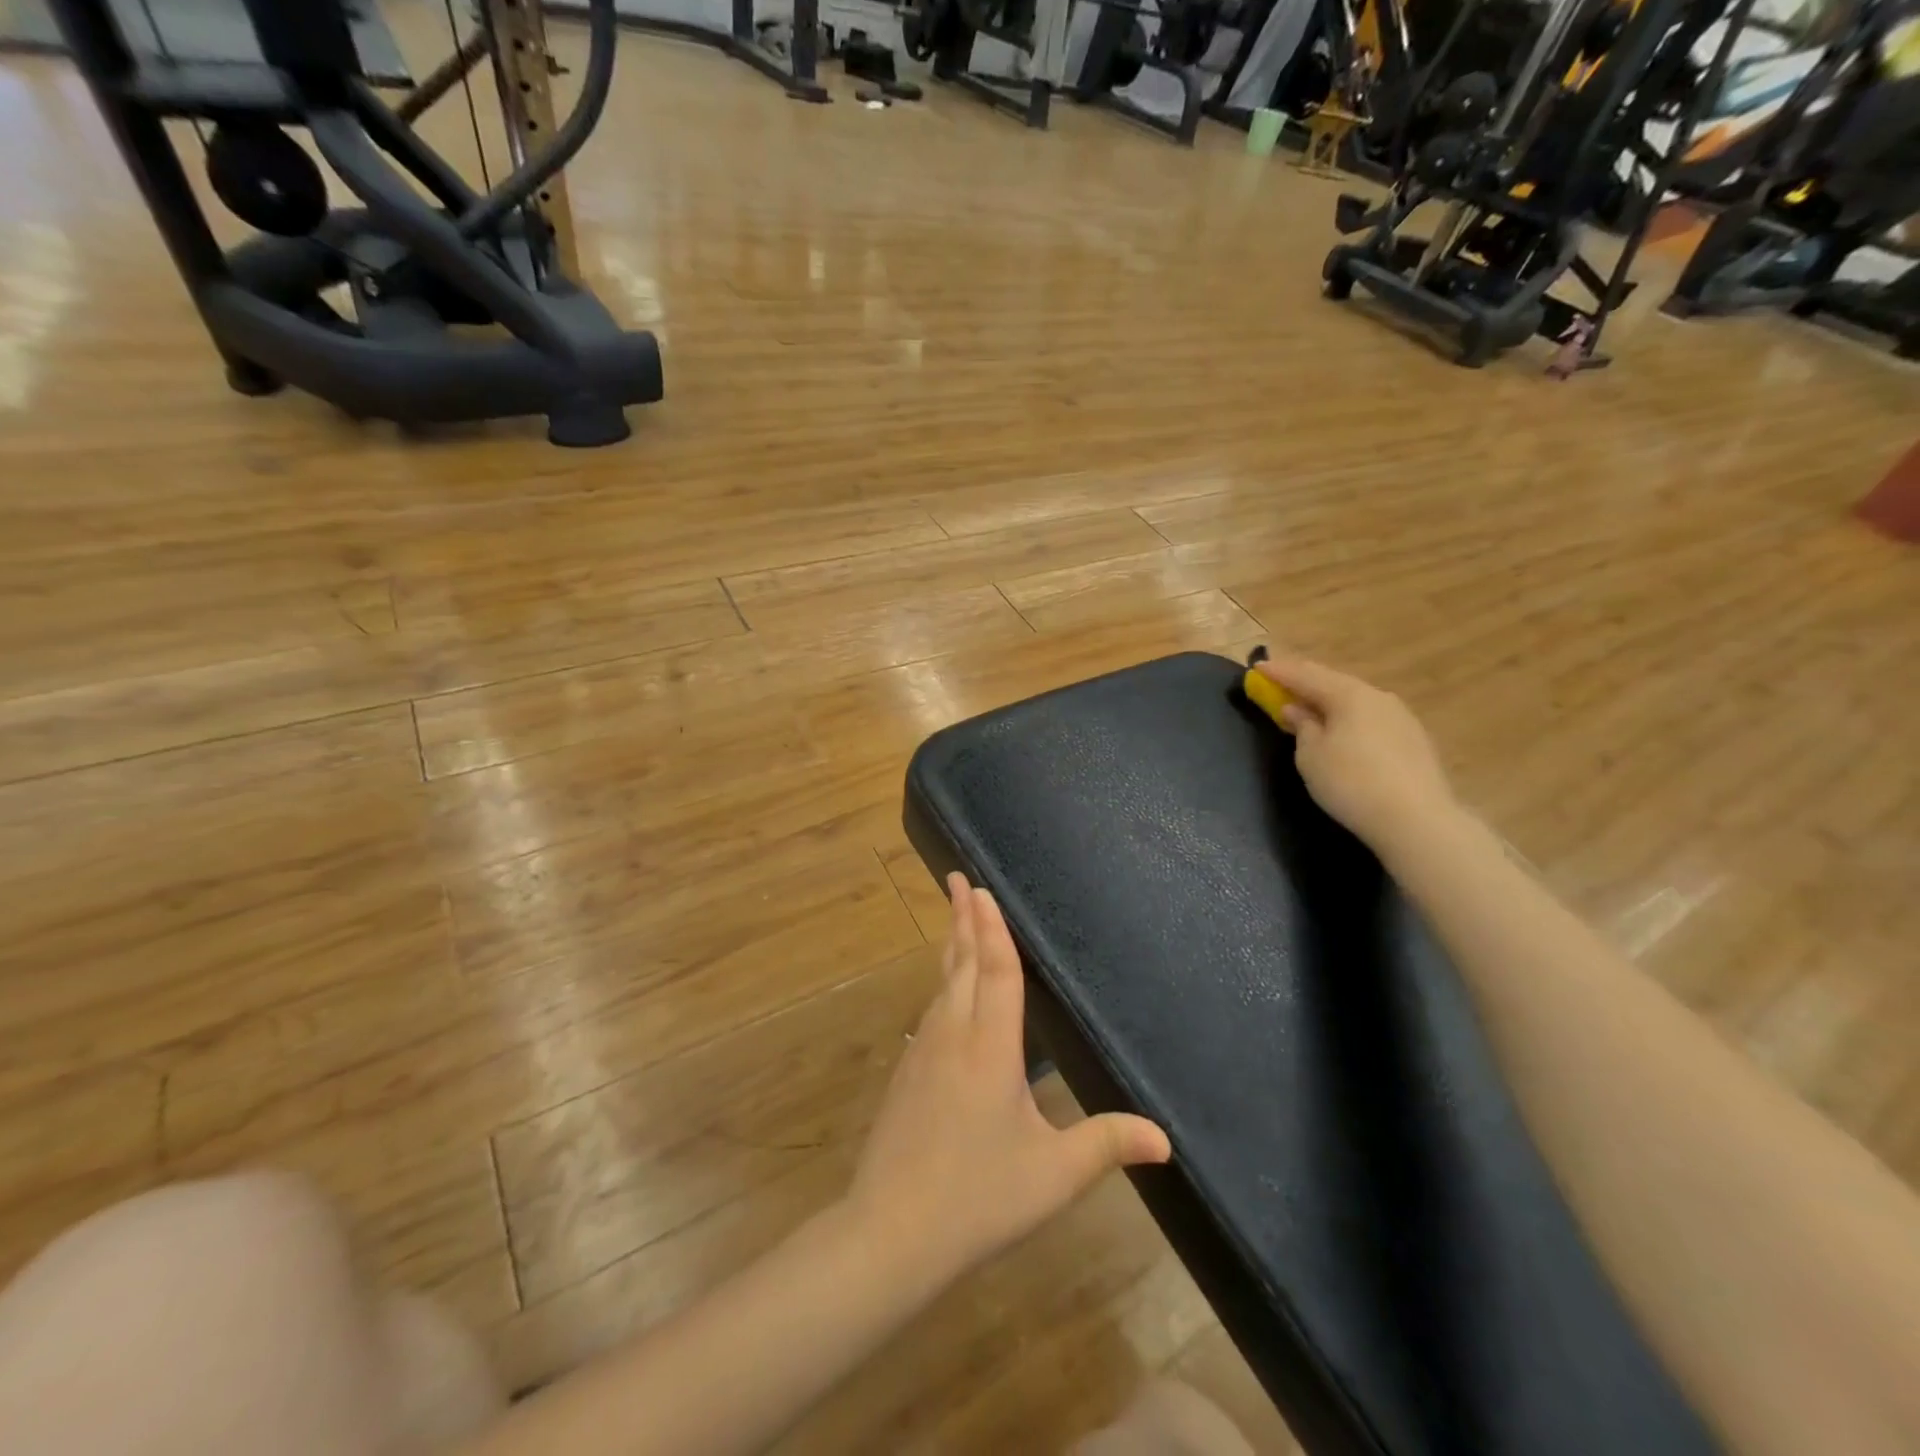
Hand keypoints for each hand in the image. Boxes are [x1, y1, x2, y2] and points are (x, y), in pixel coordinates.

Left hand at [846, 875, 1171, 1286]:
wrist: (890, 1231)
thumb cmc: (979, 1197)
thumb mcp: (1054, 1175)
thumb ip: (1107, 1145)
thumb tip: (1165, 1139)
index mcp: (990, 1046)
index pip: (996, 969)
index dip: (992, 927)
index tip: (980, 887)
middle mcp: (954, 1034)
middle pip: (962, 962)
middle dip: (963, 918)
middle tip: (959, 879)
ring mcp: (925, 1051)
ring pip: (942, 982)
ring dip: (952, 945)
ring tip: (957, 919)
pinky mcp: (908, 1071)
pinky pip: (932, 1008)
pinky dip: (943, 980)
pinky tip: (947, 989)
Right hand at [1258, 658, 1458, 850]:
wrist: (1416, 819)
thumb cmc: (1350, 782)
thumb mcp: (1311, 756)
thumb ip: (1302, 727)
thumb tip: (1297, 709)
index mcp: (1349, 695)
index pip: (1306, 675)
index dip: (1279, 671)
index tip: (1257, 668)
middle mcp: (1377, 696)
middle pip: (1334, 683)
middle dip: (1305, 683)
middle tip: (1281, 684)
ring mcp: (1401, 717)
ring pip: (1355, 701)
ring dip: (1329, 701)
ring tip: (1310, 709)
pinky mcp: (1414, 740)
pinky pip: (1371, 719)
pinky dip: (1349, 719)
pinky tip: (1343, 731)